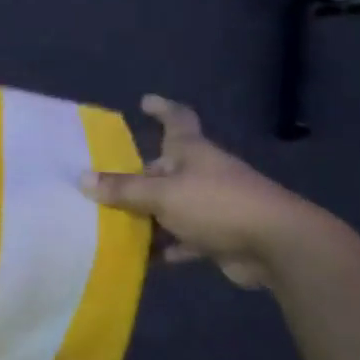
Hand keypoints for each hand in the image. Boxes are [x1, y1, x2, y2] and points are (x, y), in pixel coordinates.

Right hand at [82, 95, 316, 288]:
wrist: (276, 245)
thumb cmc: (216, 204)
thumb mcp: (162, 195)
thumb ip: (123, 189)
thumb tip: (83, 179)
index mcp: (191, 152)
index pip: (177, 119)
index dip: (162, 108)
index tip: (145, 101)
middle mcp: (201, 173)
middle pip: (164, 169)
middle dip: (138, 178)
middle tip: (104, 187)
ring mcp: (212, 205)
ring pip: (171, 206)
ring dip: (147, 216)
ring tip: (111, 224)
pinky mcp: (218, 236)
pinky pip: (183, 238)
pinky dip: (164, 247)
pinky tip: (140, 258)